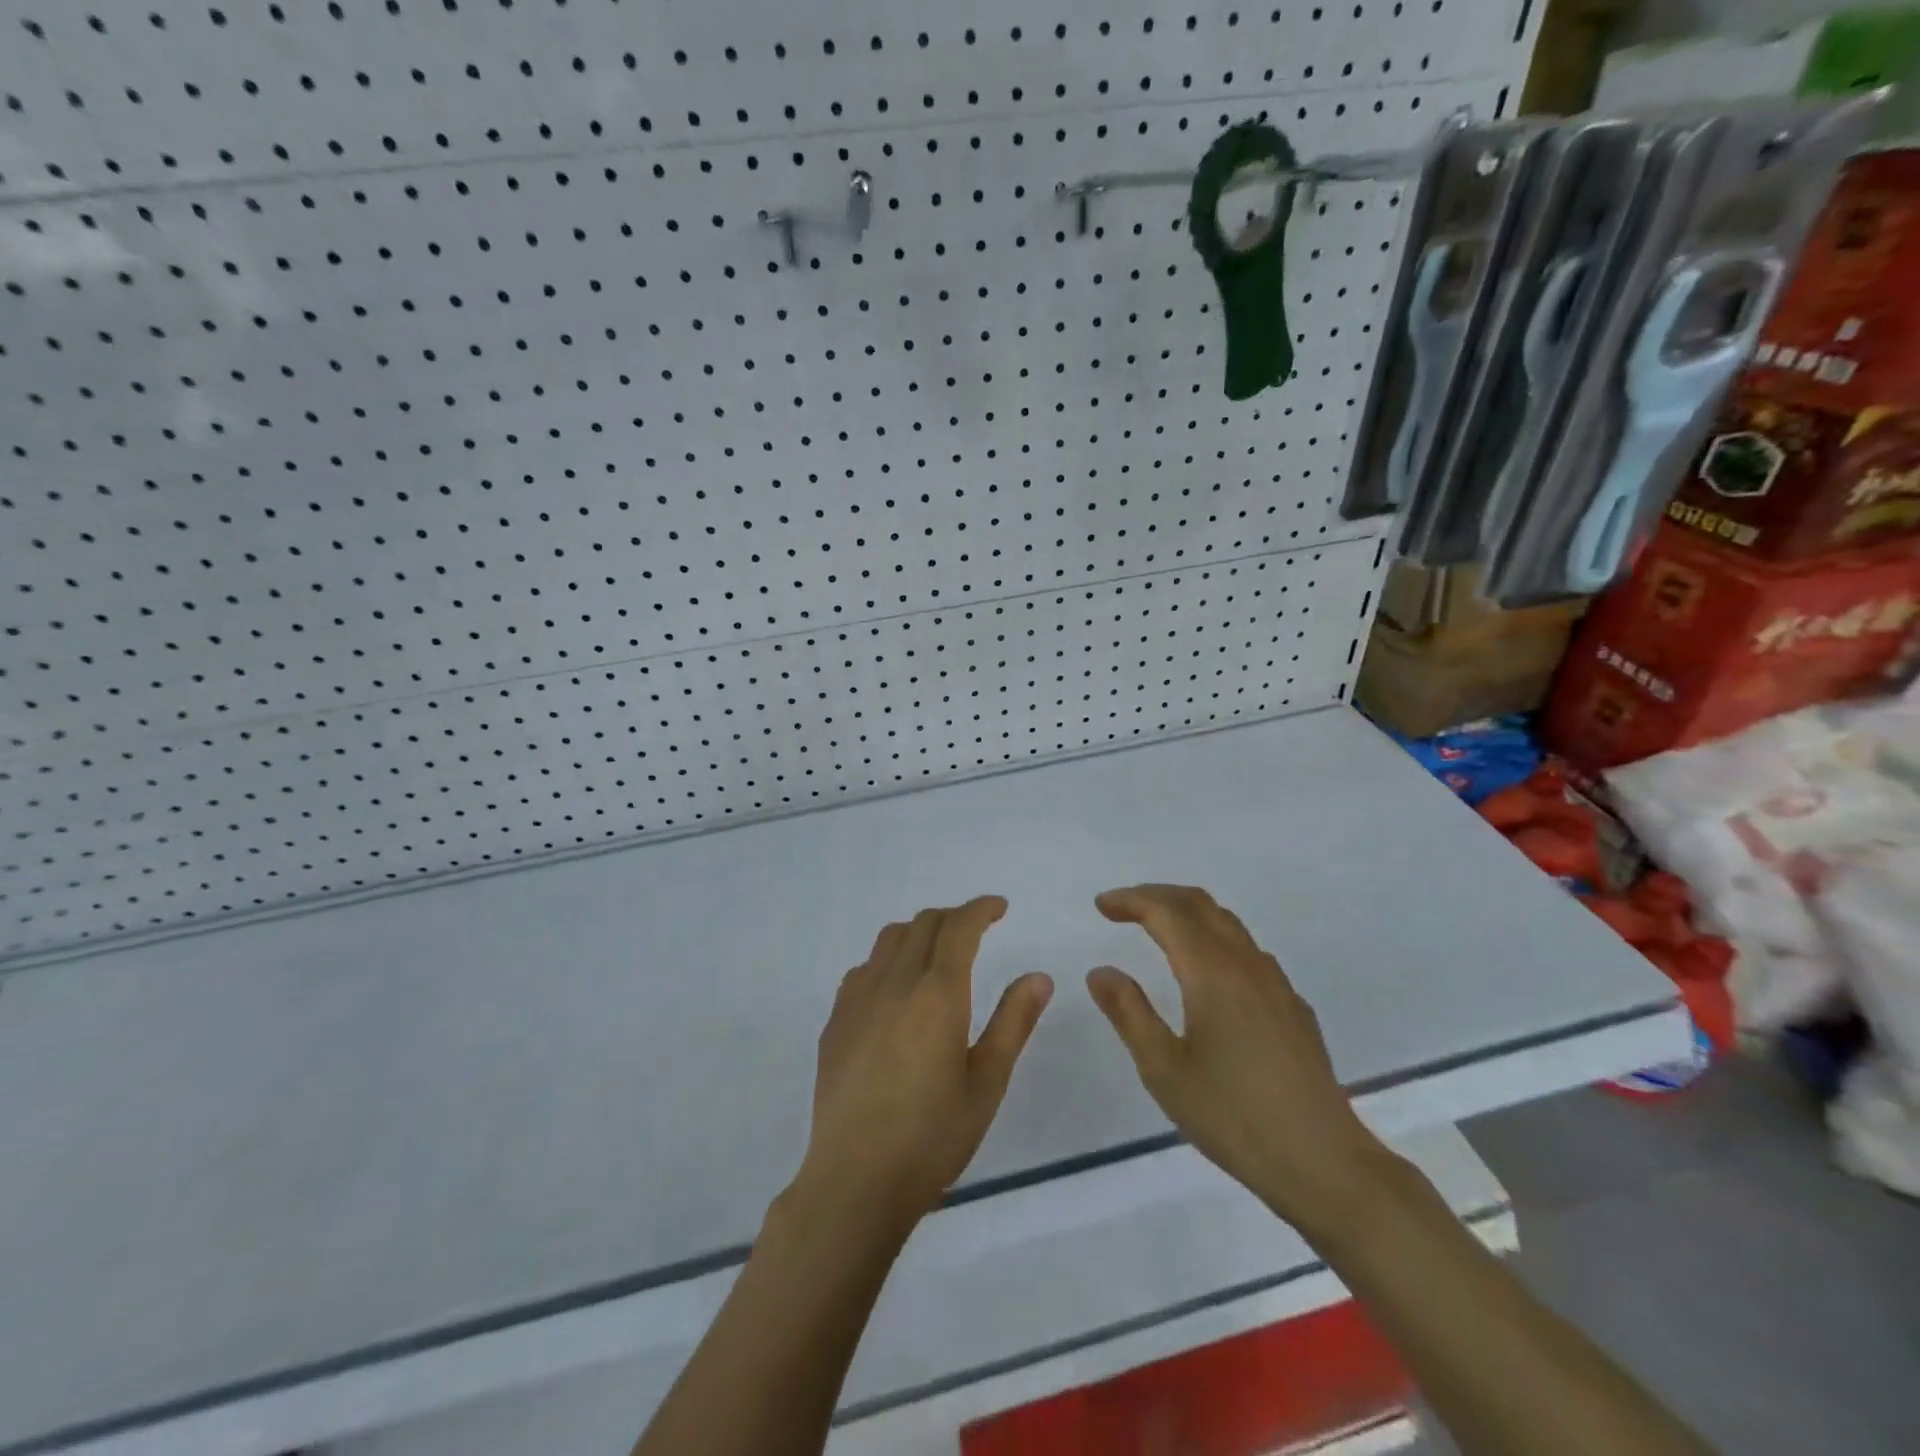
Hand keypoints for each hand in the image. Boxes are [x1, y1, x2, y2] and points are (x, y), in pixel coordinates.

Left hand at [795, 896, 1053, 1233]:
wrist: (854, 1180)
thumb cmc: (932, 1137)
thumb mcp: (987, 1083)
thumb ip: (1013, 1022)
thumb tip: (1039, 976)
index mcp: (937, 994)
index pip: (959, 927)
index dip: (980, 909)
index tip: (999, 907)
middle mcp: (894, 983)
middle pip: (923, 924)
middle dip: (953, 917)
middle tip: (976, 929)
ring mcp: (858, 999)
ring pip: (889, 940)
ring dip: (918, 932)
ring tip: (937, 953)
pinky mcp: (835, 1021)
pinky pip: (864, 969)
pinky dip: (888, 961)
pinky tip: (896, 991)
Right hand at [1086, 884, 1390, 1236]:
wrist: (1324, 1163)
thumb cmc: (1234, 1117)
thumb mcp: (1164, 1070)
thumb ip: (1129, 1013)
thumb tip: (1101, 971)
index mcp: (1212, 972)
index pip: (1167, 912)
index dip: (1131, 900)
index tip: (1101, 905)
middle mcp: (1246, 964)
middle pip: (1200, 904)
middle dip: (1158, 895)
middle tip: (1123, 908)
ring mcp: (1276, 984)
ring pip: (1228, 924)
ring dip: (1188, 914)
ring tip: (1158, 931)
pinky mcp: (1293, 1007)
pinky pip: (1247, 951)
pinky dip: (1214, 940)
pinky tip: (1206, 975)